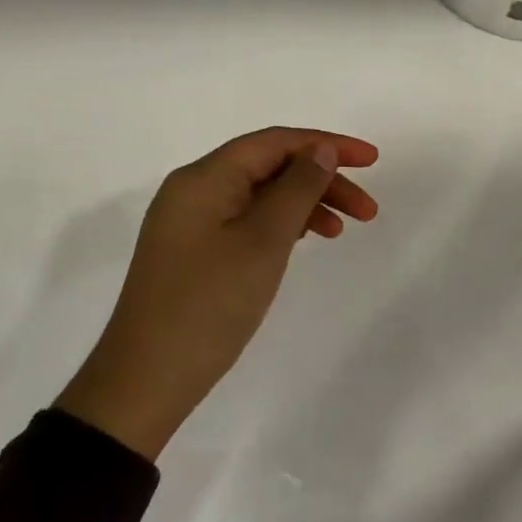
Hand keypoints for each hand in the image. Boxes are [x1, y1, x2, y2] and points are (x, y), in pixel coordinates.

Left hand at [55, 127, 378, 459]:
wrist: (148, 378)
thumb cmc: (210, 304)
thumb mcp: (264, 241)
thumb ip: (297, 189)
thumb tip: (322, 151)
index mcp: (204, 178)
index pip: (275, 142)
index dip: (328, 144)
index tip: (373, 161)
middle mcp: (195, 191)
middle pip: (270, 166)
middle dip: (323, 179)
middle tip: (368, 210)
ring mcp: (193, 223)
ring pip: (262, 195)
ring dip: (307, 204)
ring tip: (344, 230)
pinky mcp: (196, 251)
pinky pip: (249, 220)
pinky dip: (284, 225)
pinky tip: (308, 239)